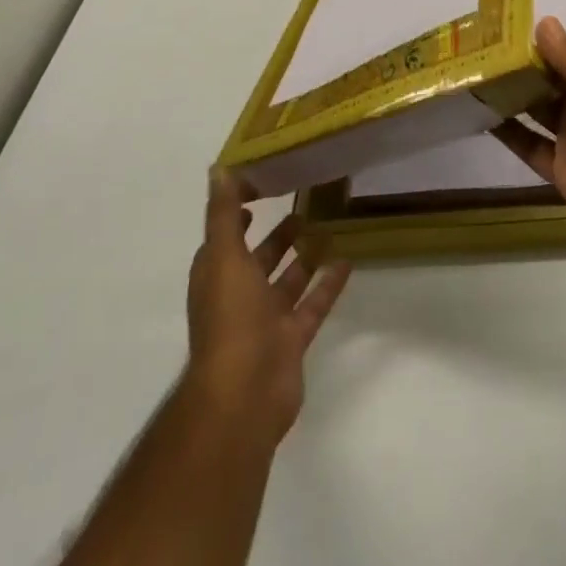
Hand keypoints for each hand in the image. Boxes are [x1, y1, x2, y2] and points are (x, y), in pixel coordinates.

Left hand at [185, 171, 351, 443]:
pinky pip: (313, 304)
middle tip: (304, 201)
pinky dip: (328, 284)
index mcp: (217, 276)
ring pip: (287, 281)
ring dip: (304, 257)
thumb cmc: (230, 319)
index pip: (226, 236)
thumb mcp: (225, 257)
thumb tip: (218, 169)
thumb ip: (224, 214)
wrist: (244, 395)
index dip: (239, 211)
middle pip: (259, 258)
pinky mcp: (292, 339)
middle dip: (277, 234)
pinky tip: (347, 260)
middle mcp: (239, 296)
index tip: (263, 184)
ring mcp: (266, 320)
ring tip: (329, 226)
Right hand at [493, 16, 565, 280]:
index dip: (555, 19)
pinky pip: (529, 143)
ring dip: (510, 86)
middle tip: (479, 33)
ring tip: (471, 65)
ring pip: (537, 101)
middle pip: (555, 66)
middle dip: (523, 51)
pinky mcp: (563, 166)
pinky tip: (478, 113)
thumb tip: (544, 22)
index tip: (514, 4)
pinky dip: (507, 130)